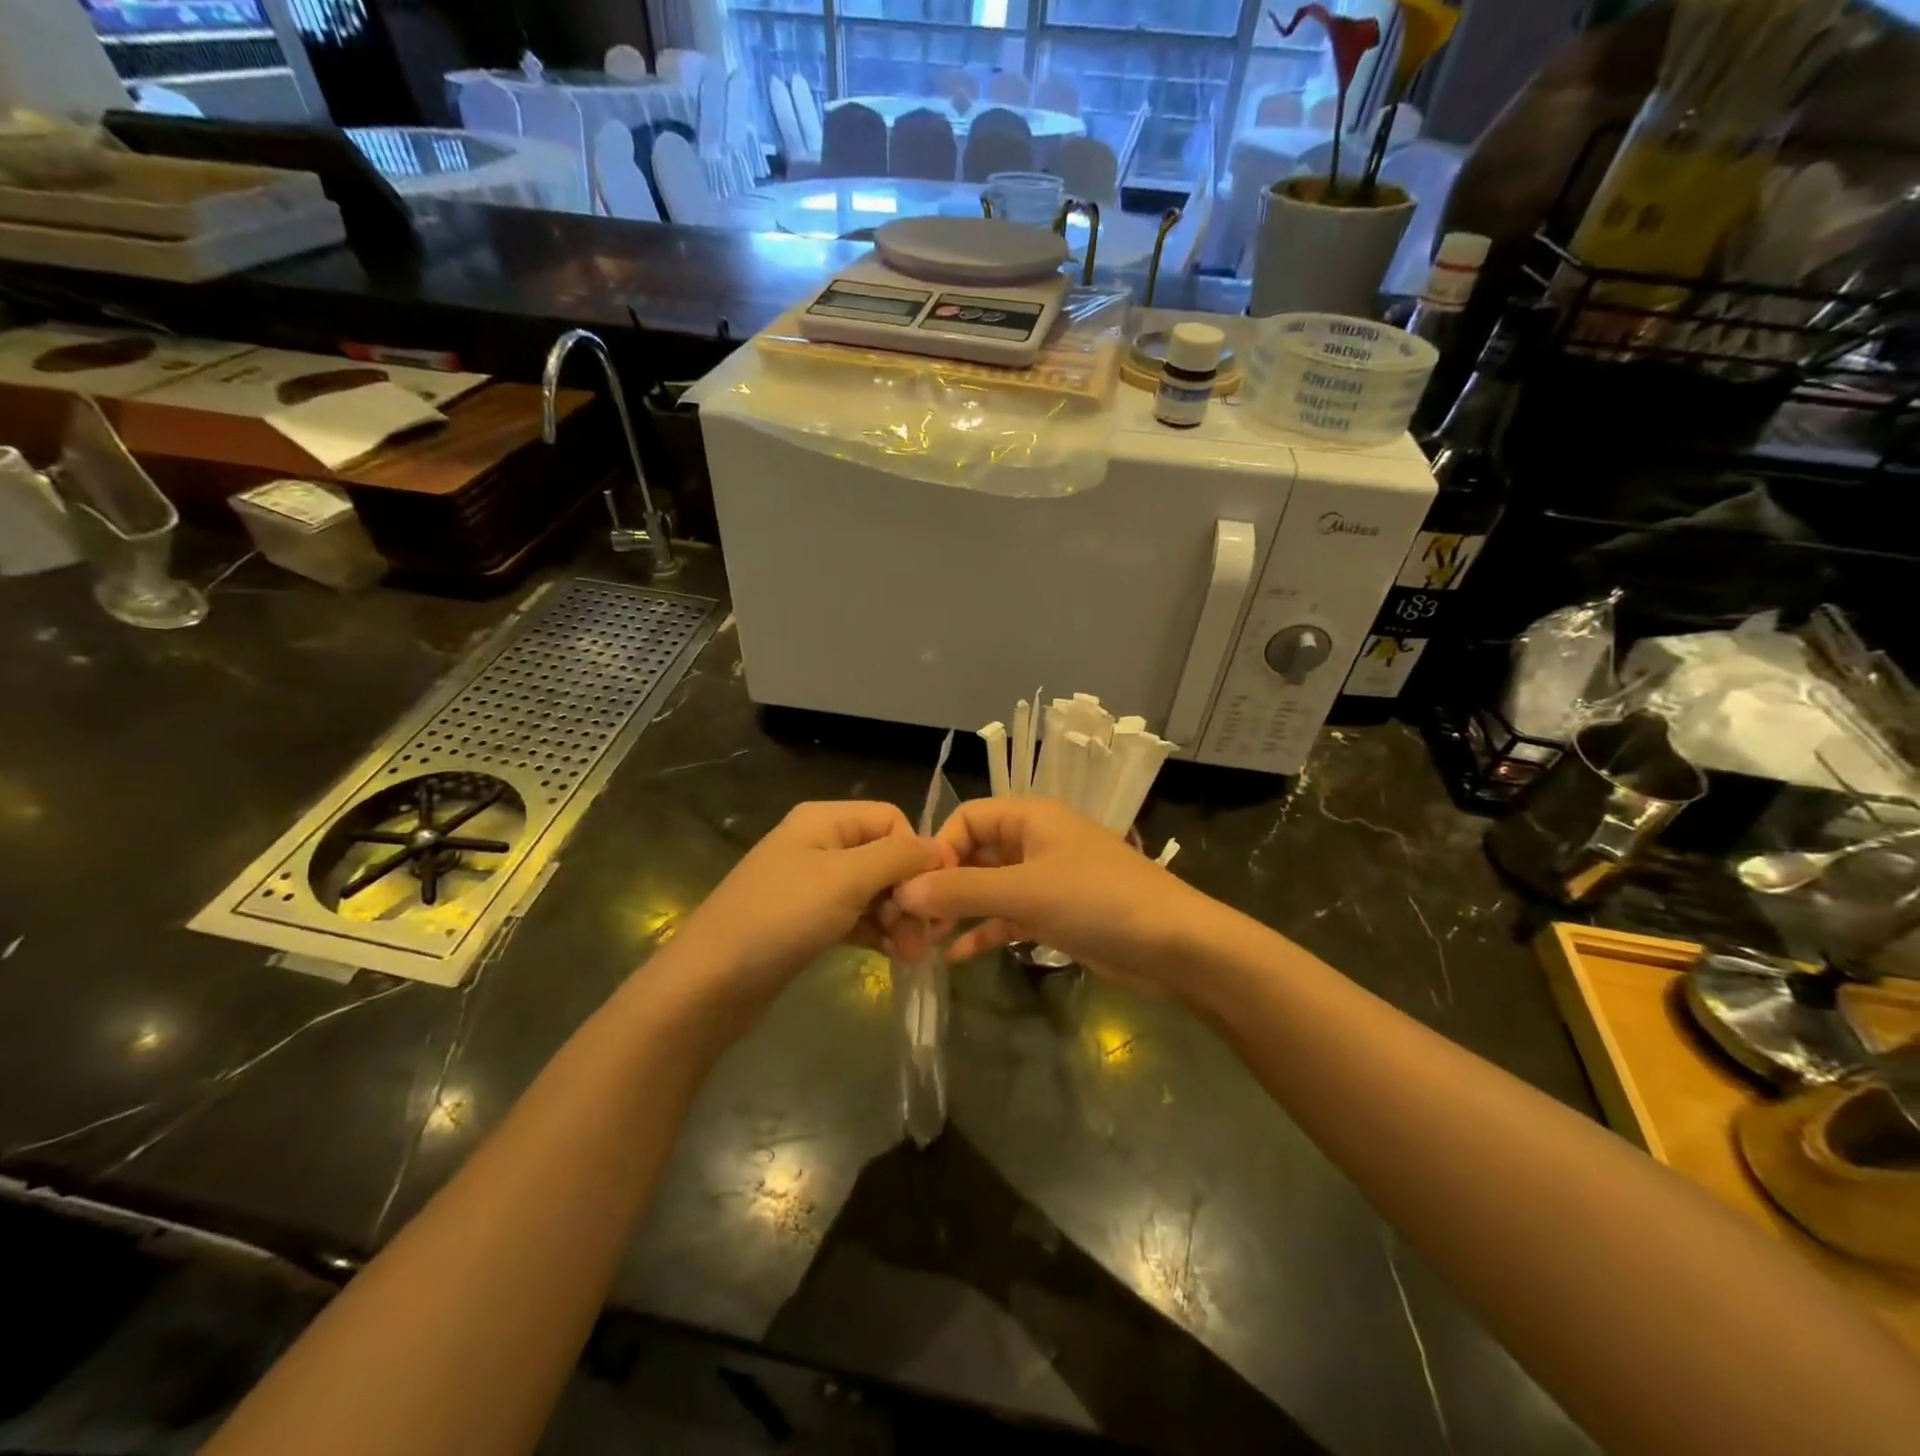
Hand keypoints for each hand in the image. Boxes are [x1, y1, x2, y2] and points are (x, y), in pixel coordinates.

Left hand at [675, 801, 942, 1017]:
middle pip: (885, 856)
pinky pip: (857, 917)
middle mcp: (820, 844)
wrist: (710, 984)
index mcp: (824, 820)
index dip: (917, 852)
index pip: (891, 820)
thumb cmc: (781, 918)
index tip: (934, 894)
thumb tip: (941, 848)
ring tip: (913, 954)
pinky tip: (896, 956)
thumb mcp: (845, 879)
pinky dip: (879, 932)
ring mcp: (813, 885)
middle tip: (927, 934)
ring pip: (874, 891)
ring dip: (899, 918)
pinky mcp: (809, 921)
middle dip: (910, 892)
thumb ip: (898, 857)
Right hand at [894, 798, 1218, 995]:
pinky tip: (955, 956)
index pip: (967, 818)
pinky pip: (1009, 915)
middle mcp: (1035, 841)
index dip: (939, 848)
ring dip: (960, 909)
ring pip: (990, 887)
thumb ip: (962, 890)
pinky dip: (984, 931)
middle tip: (912, 920)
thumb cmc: (1098, 901)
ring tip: (924, 939)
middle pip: (975, 852)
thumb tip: (904, 891)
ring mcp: (1046, 878)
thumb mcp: (1025, 892)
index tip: (916, 888)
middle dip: (944, 883)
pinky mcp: (1056, 913)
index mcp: (1030, 817)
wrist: (1175, 946)